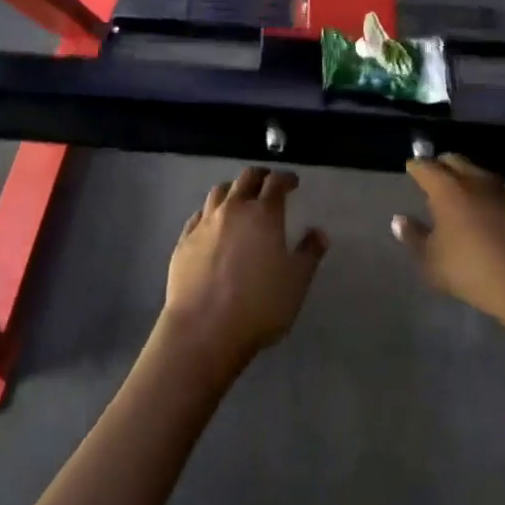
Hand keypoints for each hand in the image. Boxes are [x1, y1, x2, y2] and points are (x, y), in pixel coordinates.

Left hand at [158, 167, 326, 376]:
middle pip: (246, 178)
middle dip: (260, 176)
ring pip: (219, 192)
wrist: (204, 328)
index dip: (286, 178)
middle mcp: (233, 209)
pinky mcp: (185, 239)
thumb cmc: (259, 305)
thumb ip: (309, 254)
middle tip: (268, 182)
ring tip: (239, 197)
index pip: (276, 183)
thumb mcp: (296, 283)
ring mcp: (205, 222)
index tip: (292, 182)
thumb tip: (319, 233)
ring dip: (232, 189)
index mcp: (263, 214)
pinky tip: (212, 223)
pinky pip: (198, 215)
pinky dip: (210, 212)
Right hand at [392, 154, 504, 325]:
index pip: (425, 167)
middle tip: (435, 176)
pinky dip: (495, 197)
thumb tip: (399, 220)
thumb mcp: (432, 262)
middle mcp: (474, 181)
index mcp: (446, 189)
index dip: (416, 167)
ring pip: (481, 174)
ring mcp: (503, 192)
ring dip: (470, 178)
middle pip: (455, 160)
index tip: (411, 170)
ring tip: (464, 192)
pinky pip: (504, 193)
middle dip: (442, 165)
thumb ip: (414, 238)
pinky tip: (496, 210)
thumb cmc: (471, 271)